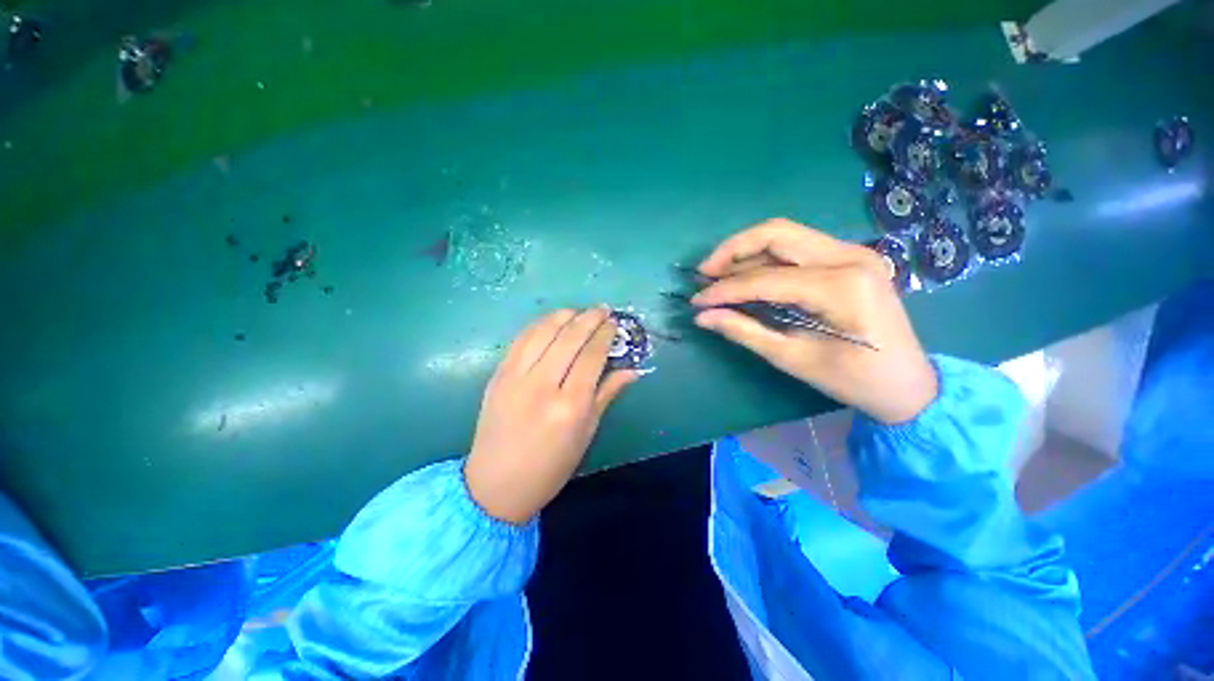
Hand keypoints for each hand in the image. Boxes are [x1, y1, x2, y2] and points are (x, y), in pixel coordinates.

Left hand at [465, 308, 637, 523]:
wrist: (495, 484)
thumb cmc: (550, 466)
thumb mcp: (586, 433)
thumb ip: (607, 395)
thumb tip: (632, 370)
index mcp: (570, 406)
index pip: (592, 356)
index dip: (605, 335)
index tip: (614, 323)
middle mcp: (542, 386)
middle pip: (569, 338)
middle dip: (589, 318)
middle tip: (602, 309)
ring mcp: (515, 378)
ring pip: (543, 332)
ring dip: (564, 315)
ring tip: (579, 310)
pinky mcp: (498, 375)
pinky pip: (521, 340)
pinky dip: (539, 325)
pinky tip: (552, 320)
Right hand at [693, 219, 937, 423]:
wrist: (909, 384)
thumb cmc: (855, 380)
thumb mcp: (794, 359)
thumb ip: (745, 332)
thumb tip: (703, 317)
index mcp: (841, 286)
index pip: (765, 278)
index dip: (724, 290)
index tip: (697, 302)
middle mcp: (849, 256)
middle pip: (776, 233)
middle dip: (732, 251)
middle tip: (704, 274)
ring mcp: (853, 252)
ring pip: (785, 235)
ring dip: (746, 251)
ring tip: (718, 274)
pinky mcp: (850, 258)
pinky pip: (797, 247)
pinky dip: (766, 257)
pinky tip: (747, 275)